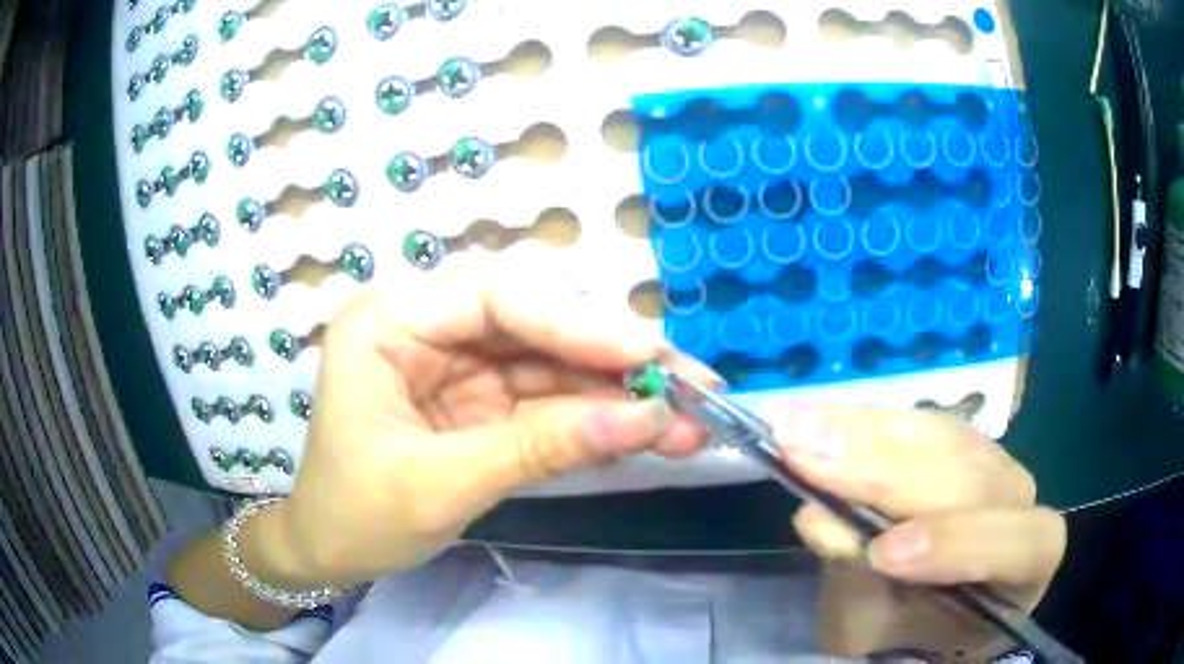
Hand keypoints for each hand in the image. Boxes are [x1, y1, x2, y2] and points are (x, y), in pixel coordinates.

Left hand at [270, 264, 713, 586]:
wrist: (330, 552)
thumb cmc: (356, 516)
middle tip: (692, 385)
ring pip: (554, 362)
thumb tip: (645, 420)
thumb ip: (539, 448)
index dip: (577, 322)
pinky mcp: (483, 399)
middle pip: (535, 322)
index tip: (649, 357)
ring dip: (621, 394)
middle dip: (614, 358)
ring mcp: (460, 363)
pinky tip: (649, 431)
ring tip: (691, 419)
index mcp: (389, 322)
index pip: (494, 297)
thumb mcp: (439, 486)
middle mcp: (428, 326)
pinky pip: (549, 399)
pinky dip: (599, 418)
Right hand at [768, 404, 1065, 656]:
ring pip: (937, 436)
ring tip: (795, 427)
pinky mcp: (954, 435)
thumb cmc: (914, 627)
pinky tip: (814, 415)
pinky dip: (860, 419)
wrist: (940, 597)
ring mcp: (990, 458)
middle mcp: (1018, 497)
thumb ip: (859, 588)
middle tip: (803, 453)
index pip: (1013, 542)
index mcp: (1026, 560)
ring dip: (862, 432)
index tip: (882, 551)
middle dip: (884, 468)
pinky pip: (913, 420)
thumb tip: (819, 518)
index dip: (955, 542)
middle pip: (967, 474)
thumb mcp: (880, 630)